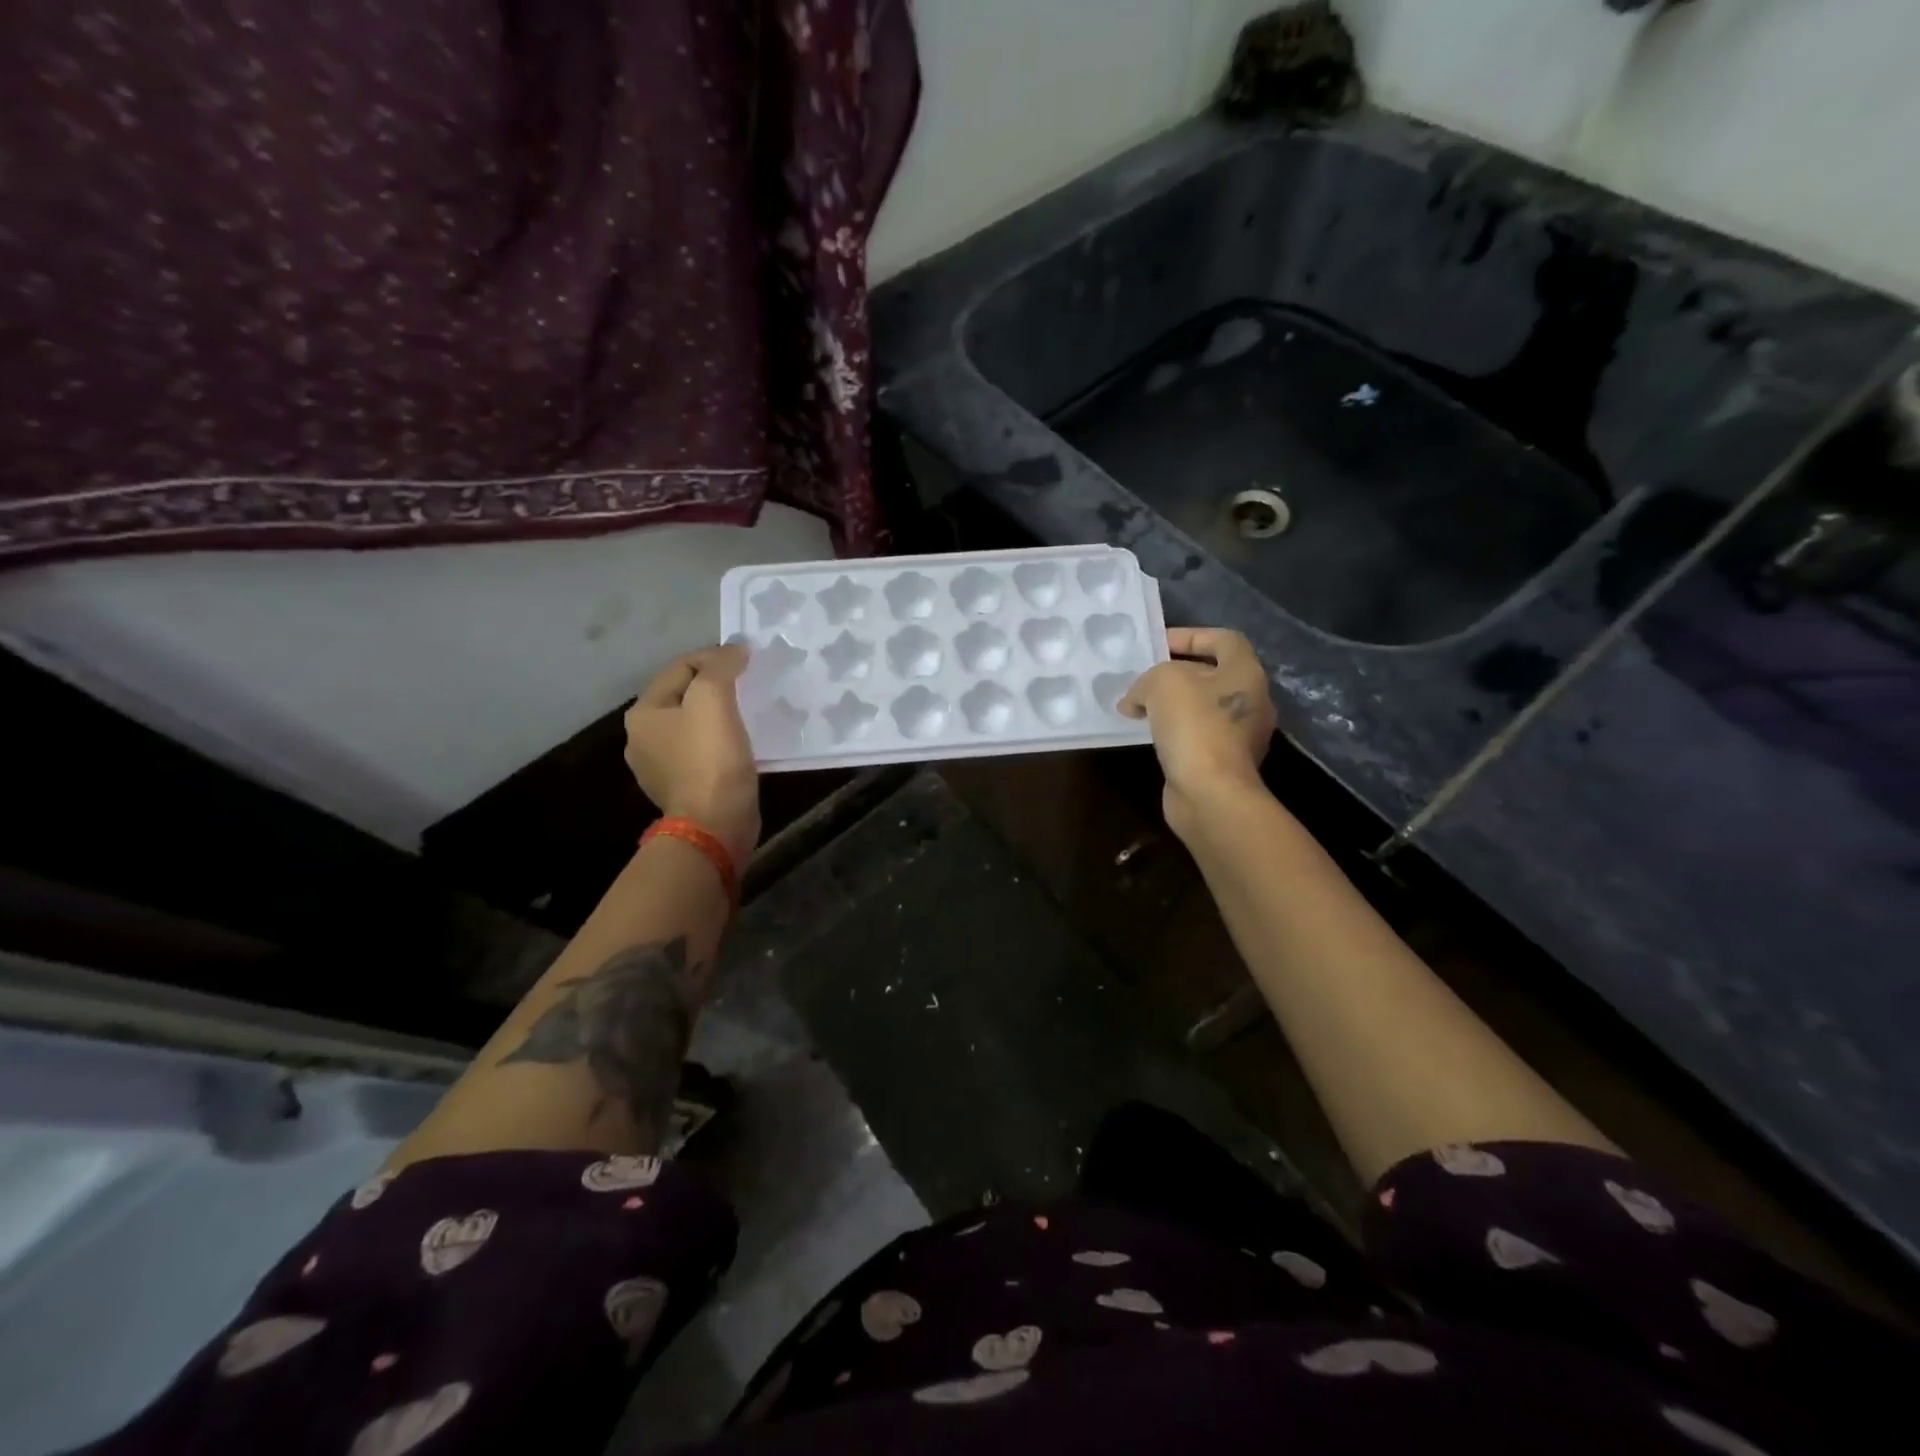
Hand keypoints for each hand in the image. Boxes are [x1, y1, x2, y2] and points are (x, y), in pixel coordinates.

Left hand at [624, 645, 760, 867]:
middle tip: (749, 684)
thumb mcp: (714, 700)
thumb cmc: (711, 759)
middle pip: (684, 695)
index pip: (680, 667)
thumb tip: (734, 650)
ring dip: (719, 715)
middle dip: (716, 686)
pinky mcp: (683, 788)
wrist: (715, 825)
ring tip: (748, 712)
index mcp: (643, 713)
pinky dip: (720, 741)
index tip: (748, 660)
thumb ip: (721, 667)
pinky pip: (703, 752)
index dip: (714, 657)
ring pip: (694, 725)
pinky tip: (740, 744)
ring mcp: (661, 767)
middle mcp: (643, 738)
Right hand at [1121, 627, 1276, 838]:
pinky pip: (1196, 736)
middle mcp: (1251, 701)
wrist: (1211, 793)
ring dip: (1171, 705)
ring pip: (1202, 708)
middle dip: (1175, 673)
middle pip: (1212, 674)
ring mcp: (1240, 735)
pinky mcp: (1224, 763)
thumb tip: (1135, 701)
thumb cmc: (1194, 726)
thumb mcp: (1163, 683)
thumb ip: (1147, 680)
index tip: (1158, 644)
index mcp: (1246, 673)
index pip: (1223, 639)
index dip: (1190, 635)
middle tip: (1142, 677)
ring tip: (1138, 707)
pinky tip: (1147, 735)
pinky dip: (1173, 731)